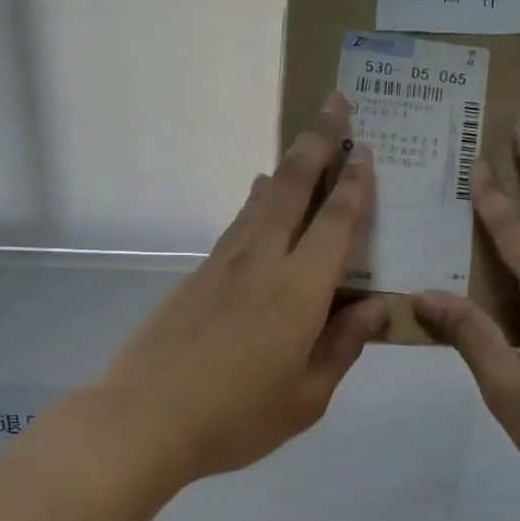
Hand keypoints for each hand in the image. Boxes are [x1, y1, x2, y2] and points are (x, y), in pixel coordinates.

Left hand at [96, 93, 385, 488]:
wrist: (145, 418)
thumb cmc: (236, 418)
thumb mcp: (306, 398)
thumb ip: (342, 348)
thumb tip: (374, 310)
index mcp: (299, 291)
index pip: (336, 223)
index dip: (355, 184)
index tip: (366, 150)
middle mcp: (263, 261)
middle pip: (294, 186)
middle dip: (318, 140)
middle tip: (335, 102)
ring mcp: (224, 263)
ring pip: (262, 199)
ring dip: (287, 165)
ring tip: (304, 143)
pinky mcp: (197, 274)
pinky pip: (238, 224)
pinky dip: (257, 202)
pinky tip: (260, 199)